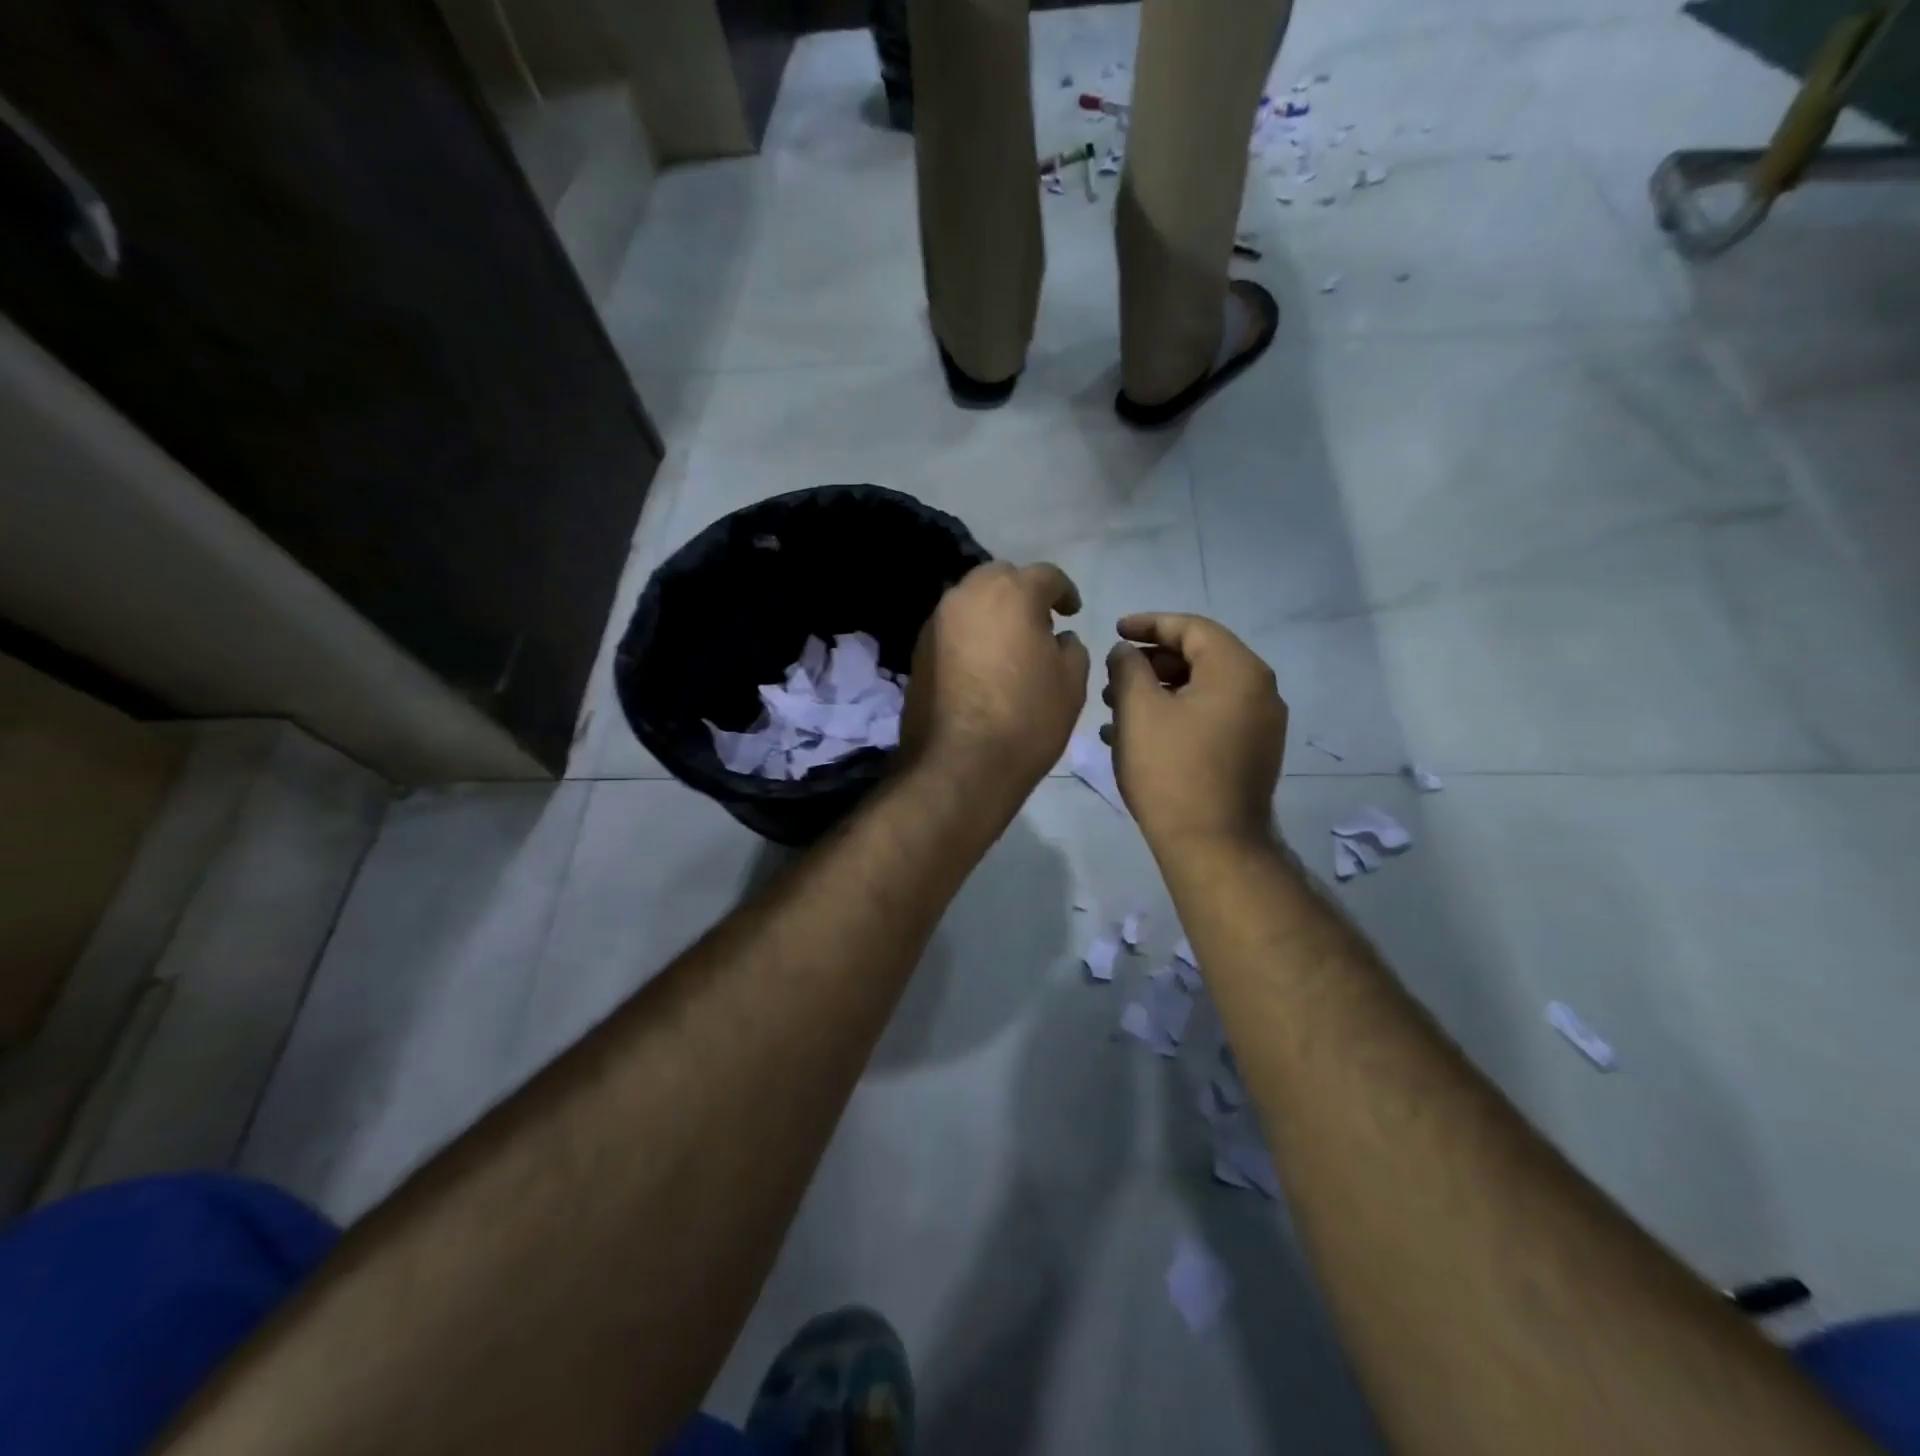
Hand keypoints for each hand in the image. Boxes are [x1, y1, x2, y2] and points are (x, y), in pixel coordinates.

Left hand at [900, 561, 1089, 791]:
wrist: (960, 764)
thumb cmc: (1027, 718)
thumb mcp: (1071, 682)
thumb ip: (1071, 647)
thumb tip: (1059, 637)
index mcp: (1012, 593)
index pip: (1046, 575)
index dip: (1064, 592)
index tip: (1072, 612)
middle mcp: (968, 595)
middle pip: (1000, 578)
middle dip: (1021, 592)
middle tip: (1038, 622)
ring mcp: (937, 621)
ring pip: (970, 600)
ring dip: (991, 611)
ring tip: (1008, 643)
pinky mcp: (917, 649)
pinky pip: (951, 628)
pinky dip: (969, 634)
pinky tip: (981, 663)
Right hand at [1103, 613, 1287, 850]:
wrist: (1213, 845)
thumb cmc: (1171, 769)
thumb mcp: (1138, 710)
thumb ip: (1128, 667)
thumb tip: (1126, 652)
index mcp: (1238, 670)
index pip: (1192, 628)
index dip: (1149, 624)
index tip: (1115, 630)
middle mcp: (1259, 691)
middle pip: (1200, 658)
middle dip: (1151, 663)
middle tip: (1113, 675)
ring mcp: (1260, 726)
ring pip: (1203, 691)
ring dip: (1159, 692)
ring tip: (1115, 707)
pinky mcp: (1251, 755)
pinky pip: (1210, 719)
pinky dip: (1176, 716)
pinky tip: (1136, 735)